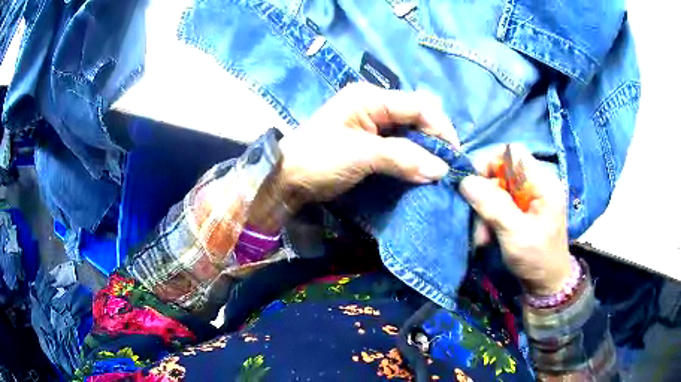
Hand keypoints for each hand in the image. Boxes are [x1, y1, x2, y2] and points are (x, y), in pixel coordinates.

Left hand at [275, 83, 458, 205]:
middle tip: (447, 166)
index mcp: (370, 98)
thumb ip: (403, 158)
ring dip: (425, 151)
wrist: (286, 179)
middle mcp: (373, 105)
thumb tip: (441, 170)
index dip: (440, 128)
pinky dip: (411, 158)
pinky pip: (399, 145)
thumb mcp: (362, 155)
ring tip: (437, 171)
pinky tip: (420, 171)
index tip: (454, 154)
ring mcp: (371, 123)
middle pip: (416, 117)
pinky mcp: (368, 142)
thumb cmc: (319, 159)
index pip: (418, 106)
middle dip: (434, 140)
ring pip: (409, 132)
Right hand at [459, 145, 571, 295]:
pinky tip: (488, 236)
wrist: (548, 283)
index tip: (473, 186)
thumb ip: (493, 206)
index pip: (512, 153)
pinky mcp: (523, 208)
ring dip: (485, 211)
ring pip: (497, 189)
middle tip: (479, 222)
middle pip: (501, 172)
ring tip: (483, 237)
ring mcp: (529, 196)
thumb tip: (465, 181)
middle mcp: (536, 183)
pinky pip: (500, 202)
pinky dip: (490, 217)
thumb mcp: (515, 235)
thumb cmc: (538, 260)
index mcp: (543, 183)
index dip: (490, 162)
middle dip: (485, 195)